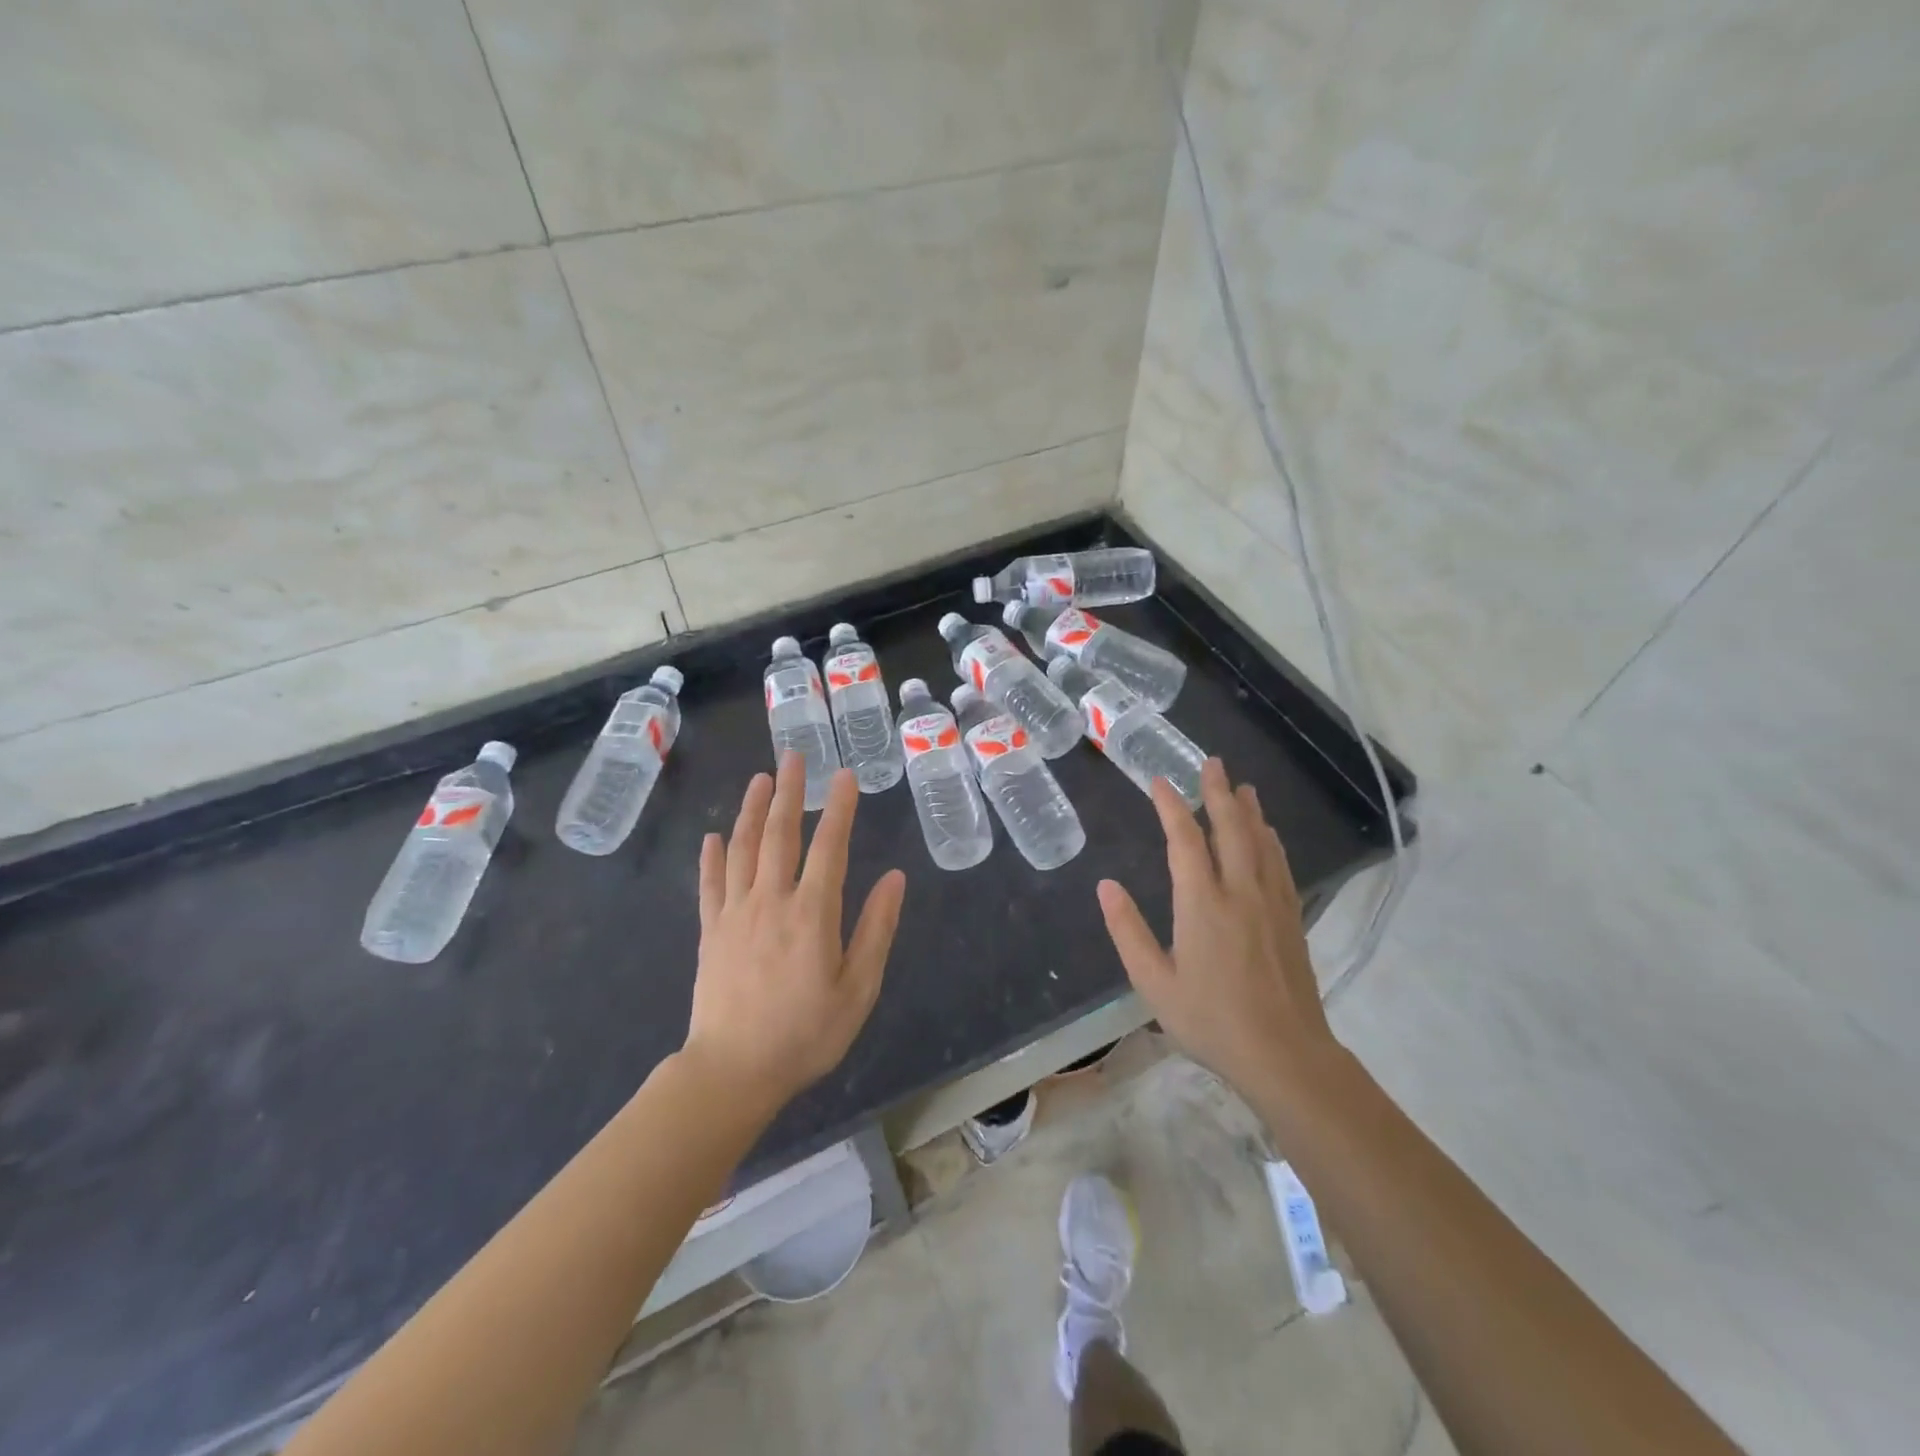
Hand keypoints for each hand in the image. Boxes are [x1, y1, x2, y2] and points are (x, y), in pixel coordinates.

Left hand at [684, 753, 906, 1113]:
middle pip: (780, 835)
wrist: (732, 1072)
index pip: (830, 847)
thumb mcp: (858, 989)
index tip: (845, 775)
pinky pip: (710, 885)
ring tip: (761, 779)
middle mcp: (771, 901)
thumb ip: (876, 930)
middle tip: (794, 756)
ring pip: (743, 849)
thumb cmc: (805, 1034)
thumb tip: (896, 878)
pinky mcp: (711, 932)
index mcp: (812, 914)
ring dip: (752, 811)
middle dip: (790, 792)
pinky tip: (714, 836)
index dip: (839, 808)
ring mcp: (735, 914)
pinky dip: (712, 857)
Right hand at [1096, 758, 1337, 1103]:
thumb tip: (1106, 886)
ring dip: (1249, 810)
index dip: (1171, 806)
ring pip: (1261, 842)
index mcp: (1202, 904)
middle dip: (1219, 792)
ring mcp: (1271, 904)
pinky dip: (1271, 841)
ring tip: (1242, 787)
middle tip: (1212, 762)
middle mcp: (1240, 892)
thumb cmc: (1212, 1020)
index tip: (1159, 781)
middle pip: (1231, 828)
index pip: (1184, 840)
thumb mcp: (1154, 983)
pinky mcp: (1292, 919)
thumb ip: (1128, 931)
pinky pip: (1280, 865)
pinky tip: (1269, 835)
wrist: (1286, 1055)